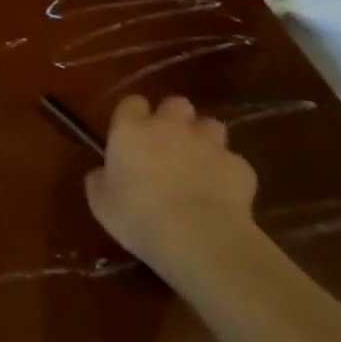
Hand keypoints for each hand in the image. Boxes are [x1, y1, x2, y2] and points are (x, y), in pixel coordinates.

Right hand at [84, 94, 257, 277]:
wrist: (199, 238)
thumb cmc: (139, 216)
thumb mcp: (102, 203)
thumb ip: (100, 180)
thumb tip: (102, 173)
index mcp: (131, 129)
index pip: (132, 102)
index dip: (133, 115)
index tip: (131, 133)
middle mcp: (170, 127)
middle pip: (176, 104)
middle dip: (174, 118)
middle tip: (169, 144)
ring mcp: (209, 144)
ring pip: (211, 126)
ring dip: (205, 139)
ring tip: (200, 164)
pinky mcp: (240, 168)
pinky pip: (234, 162)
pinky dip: (228, 173)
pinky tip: (223, 193)